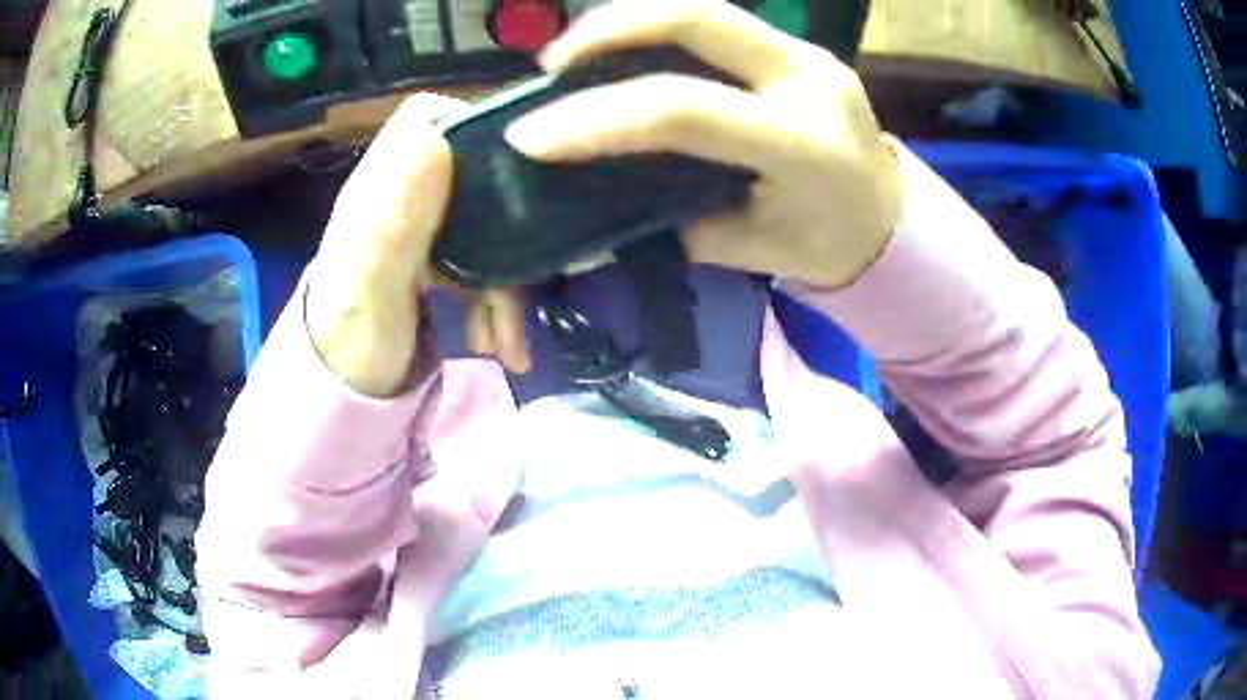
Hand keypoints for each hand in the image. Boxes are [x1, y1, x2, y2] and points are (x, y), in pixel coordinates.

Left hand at [307, 95, 529, 396]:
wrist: (345, 394)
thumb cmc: (350, 343)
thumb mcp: (371, 286)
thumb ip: (395, 221)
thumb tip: (436, 141)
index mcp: (380, 190)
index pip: (427, 120)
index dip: (472, 130)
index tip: (512, 171)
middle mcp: (403, 199)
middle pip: (470, 171)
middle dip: (506, 224)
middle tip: (526, 269)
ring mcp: (423, 228)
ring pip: (486, 222)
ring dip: (507, 281)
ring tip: (505, 343)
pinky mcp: (438, 260)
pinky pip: (486, 262)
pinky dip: (501, 303)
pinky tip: (505, 347)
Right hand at [505, 0, 902, 288]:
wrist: (891, 220)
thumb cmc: (824, 246)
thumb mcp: (747, 249)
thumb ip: (670, 223)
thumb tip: (587, 219)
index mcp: (803, 146)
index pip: (685, 112)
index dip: (598, 118)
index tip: (531, 136)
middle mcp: (810, 82)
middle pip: (698, 19)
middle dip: (609, 30)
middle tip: (551, 65)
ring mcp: (810, 54)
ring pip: (708, 8)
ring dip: (631, 20)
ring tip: (578, 52)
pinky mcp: (801, 48)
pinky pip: (722, 23)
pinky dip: (662, 29)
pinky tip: (629, 49)